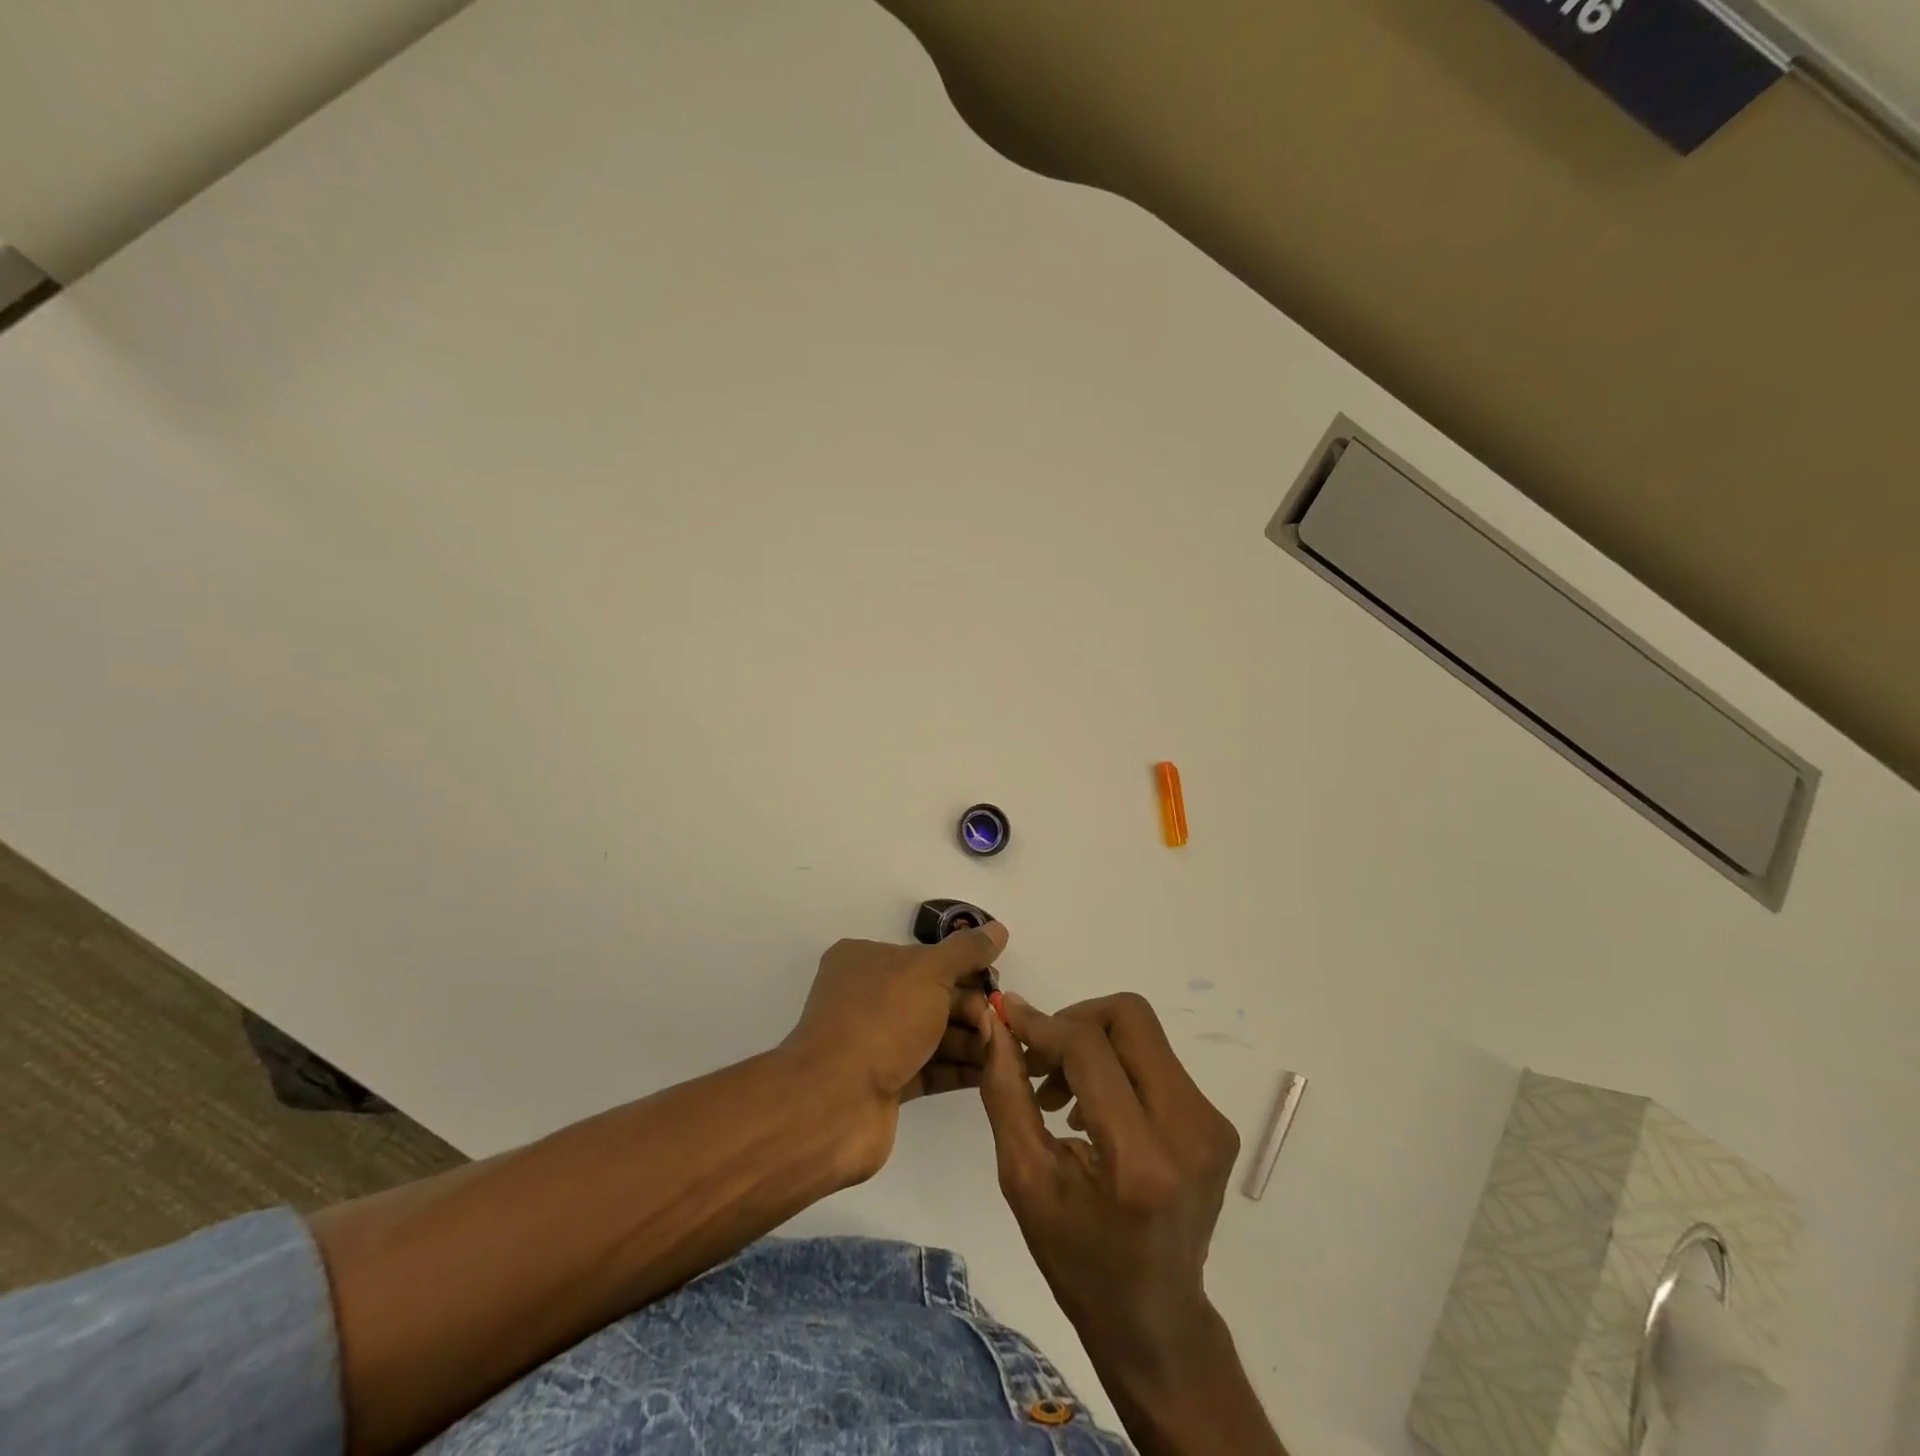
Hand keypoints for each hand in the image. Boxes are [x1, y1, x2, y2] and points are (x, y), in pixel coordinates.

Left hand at [783, 923, 1006, 1176]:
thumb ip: (965, 952)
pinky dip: (959, 1068)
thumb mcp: (928, 972)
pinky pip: (930, 1068)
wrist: (834, 1103)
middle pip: (932, 995)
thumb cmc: (880, 1021)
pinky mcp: (885, 1083)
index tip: (994, 981)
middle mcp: (867, 997)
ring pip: (933, 1033)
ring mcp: (874, 1042)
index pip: (924, 956)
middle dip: (970, 1007)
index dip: (962, 967)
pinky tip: (992, 1070)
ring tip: (1003, 1048)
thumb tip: (998, 929)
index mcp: (864, 960)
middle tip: (999, 1020)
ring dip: (970, 1039)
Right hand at [979, 992, 1284, 1454]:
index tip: (1007, 1018)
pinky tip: (1091, 1106)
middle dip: (1073, 1020)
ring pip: (1143, 1033)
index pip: (1089, 1048)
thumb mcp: (1025, 1179)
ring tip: (1058, 1091)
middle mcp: (1189, 1129)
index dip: (1043, 1024)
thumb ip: (1007, 1092)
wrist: (1155, 1320)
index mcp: (1140, 1159)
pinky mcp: (1216, 1123)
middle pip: (1130, 1017)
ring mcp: (1211, 1123)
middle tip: (1038, 1056)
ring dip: (1093, 1042)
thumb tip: (996, 1023)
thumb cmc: (1078, 1261)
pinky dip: (1116, 1064)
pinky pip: (1157, 1059)